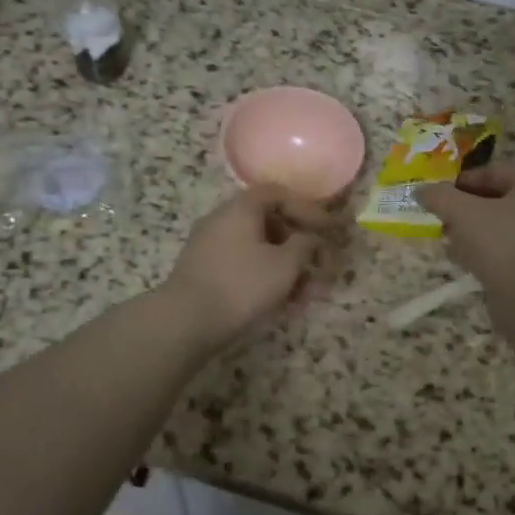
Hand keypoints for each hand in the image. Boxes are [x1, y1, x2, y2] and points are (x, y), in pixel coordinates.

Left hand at [162, 184, 334, 349]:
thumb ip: (305, 245)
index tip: (329, 230)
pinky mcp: (205, 273)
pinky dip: (266, 280)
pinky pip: (244, 267)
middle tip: (320, 268)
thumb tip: (310, 239)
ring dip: (286, 270)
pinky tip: (282, 307)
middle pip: (270, 224)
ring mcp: (211, 247)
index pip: (279, 194)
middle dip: (300, 247)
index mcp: (241, 208)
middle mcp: (223, 220)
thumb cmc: (241, 284)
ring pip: (259, 251)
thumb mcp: (285, 264)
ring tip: (305, 297)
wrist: (185, 321)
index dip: (308, 209)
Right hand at [419, 164, 514, 284]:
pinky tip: (465, 263)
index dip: (461, 180)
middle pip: (498, 200)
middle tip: (440, 219)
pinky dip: (486, 254)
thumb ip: (440, 197)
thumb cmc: (503, 243)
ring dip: (473, 233)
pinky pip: (508, 253)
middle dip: (465, 209)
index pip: (494, 171)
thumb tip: (421, 190)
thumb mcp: (462, 213)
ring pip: (502, 229)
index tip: (436, 194)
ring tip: (448, 242)